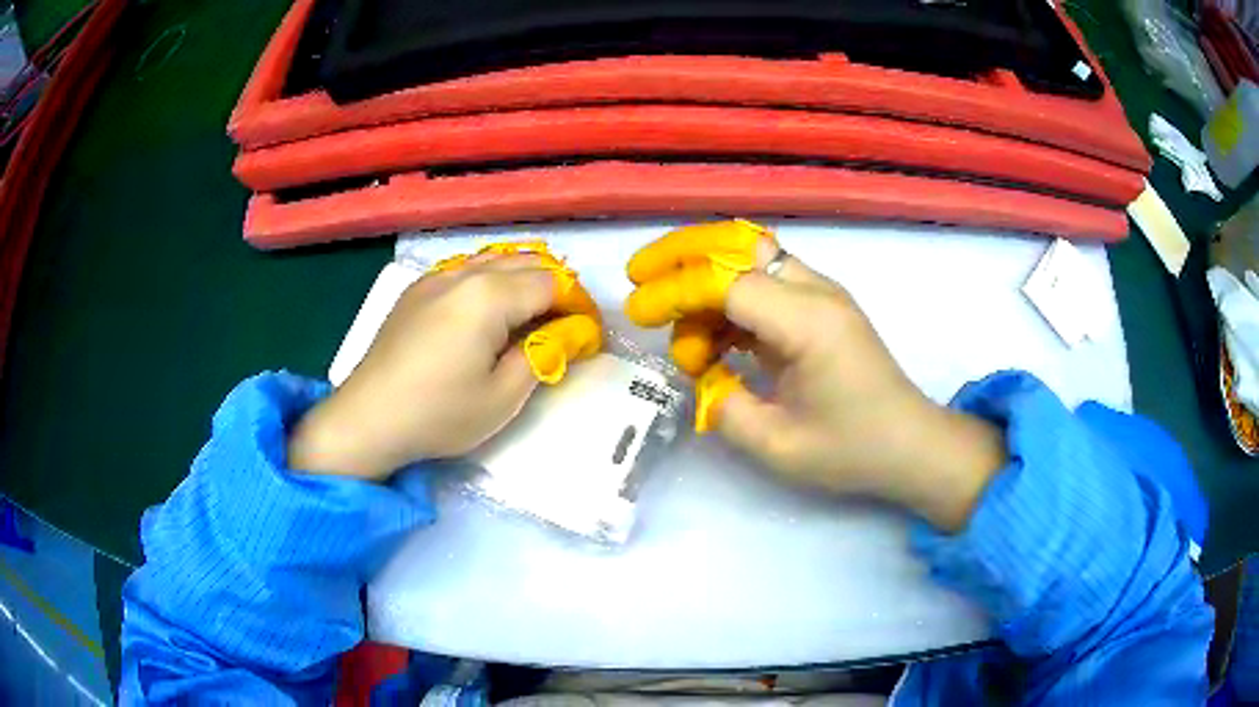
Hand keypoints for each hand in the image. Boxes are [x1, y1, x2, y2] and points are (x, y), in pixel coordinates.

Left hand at [289, 254, 569, 480]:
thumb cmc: (439, 413)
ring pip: (494, 260)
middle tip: (564, 326)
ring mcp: (435, 277)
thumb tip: (568, 333)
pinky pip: (465, 269)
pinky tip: (487, 311)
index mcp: (489, 295)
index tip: (587, 334)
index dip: (576, 305)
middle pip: (525, 262)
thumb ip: (543, 355)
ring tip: (531, 316)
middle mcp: (464, 273)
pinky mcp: (416, 289)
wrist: (369, 417)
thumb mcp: (504, 396)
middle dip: (554, 287)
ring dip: (522, 280)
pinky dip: (490, 280)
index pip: (551, 282)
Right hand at [626, 224, 1005, 531]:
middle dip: (681, 252)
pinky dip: (729, 301)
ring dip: (705, 282)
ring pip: (750, 258)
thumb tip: (700, 375)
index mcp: (808, 322)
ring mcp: (821, 295)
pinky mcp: (821, 308)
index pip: (727, 281)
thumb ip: (725, 406)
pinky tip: (714, 341)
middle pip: (739, 244)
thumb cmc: (853, 450)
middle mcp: (816, 292)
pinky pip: (764, 284)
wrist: (912, 445)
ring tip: (684, 339)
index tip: (638, 314)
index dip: (675, 291)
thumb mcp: (778, 445)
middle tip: (639, 275)